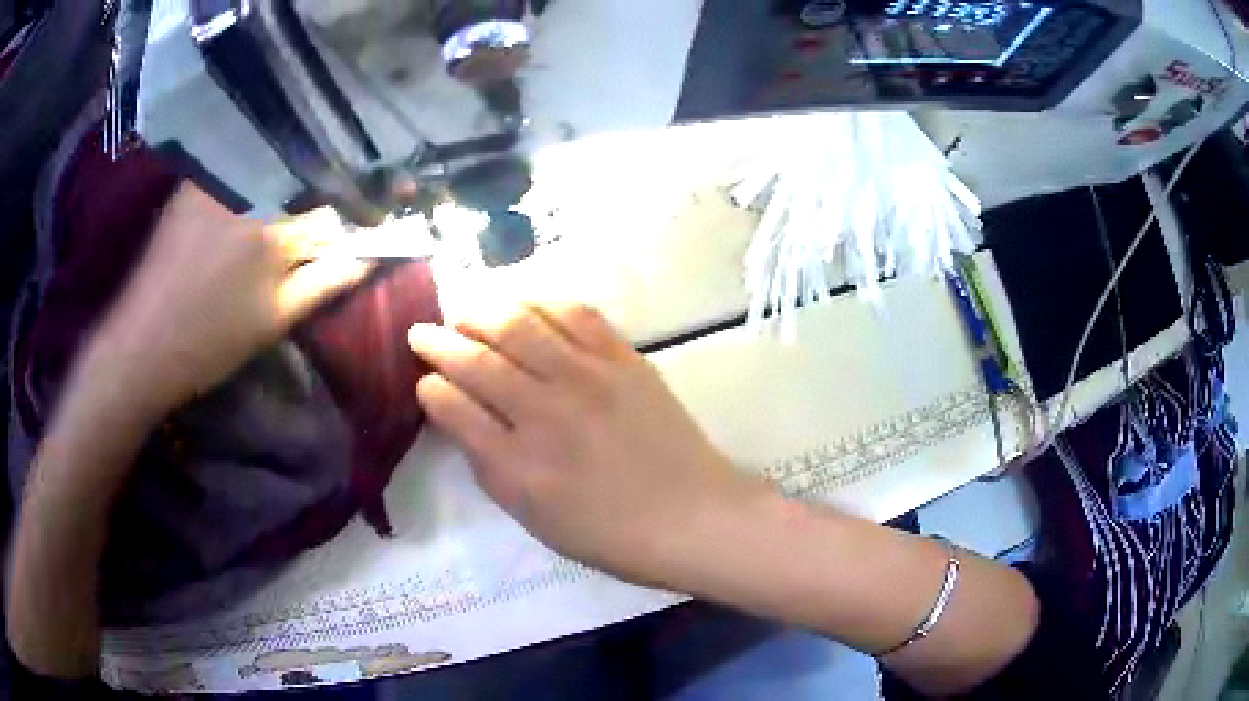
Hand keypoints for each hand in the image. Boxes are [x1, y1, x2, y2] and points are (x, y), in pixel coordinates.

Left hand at [86, 183, 370, 417]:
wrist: (143, 346)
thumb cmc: (210, 345)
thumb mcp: (273, 322)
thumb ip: (324, 283)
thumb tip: (365, 257)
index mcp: (274, 235)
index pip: (328, 219)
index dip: (335, 236)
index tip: (331, 249)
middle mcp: (250, 196)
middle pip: (300, 190)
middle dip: (304, 213)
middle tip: (293, 243)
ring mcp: (217, 184)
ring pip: (267, 177)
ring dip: (275, 196)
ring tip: (258, 233)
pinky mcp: (193, 184)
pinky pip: (233, 174)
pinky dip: (243, 187)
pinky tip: (230, 218)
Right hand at [408, 305, 761, 584]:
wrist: (693, 516)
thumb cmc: (610, 534)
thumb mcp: (534, 519)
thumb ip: (491, 468)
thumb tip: (460, 419)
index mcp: (518, 466)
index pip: (453, 408)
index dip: (430, 388)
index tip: (424, 380)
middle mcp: (545, 413)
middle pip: (476, 360)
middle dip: (439, 340)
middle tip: (422, 330)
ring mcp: (587, 379)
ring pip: (519, 325)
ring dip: (480, 310)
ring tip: (463, 309)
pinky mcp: (624, 360)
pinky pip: (575, 314)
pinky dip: (540, 301)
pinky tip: (523, 302)